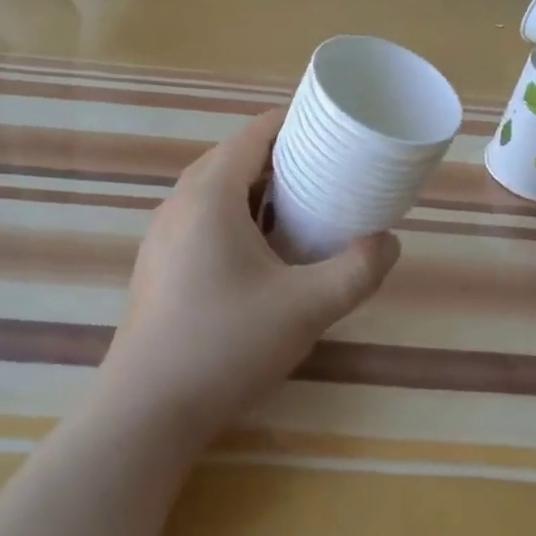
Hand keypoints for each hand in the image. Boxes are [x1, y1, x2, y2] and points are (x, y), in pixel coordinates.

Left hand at [98, 108, 400, 447]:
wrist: (146, 412)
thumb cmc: (225, 345)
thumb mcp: (306, 308)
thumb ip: (356, 271)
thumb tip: (389, 243)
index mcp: (210, 193)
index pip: (256, 133)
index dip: (296, 123)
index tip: (334, 132)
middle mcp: (180, 201)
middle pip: (236, 156)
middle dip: (282, 156)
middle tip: (327, 171)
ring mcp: (163, 233)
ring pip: (217, 189)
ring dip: (258, 188)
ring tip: (302, 208)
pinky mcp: (158, 262)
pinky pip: (202, 216)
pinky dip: (237, 215)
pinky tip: (262, 252)